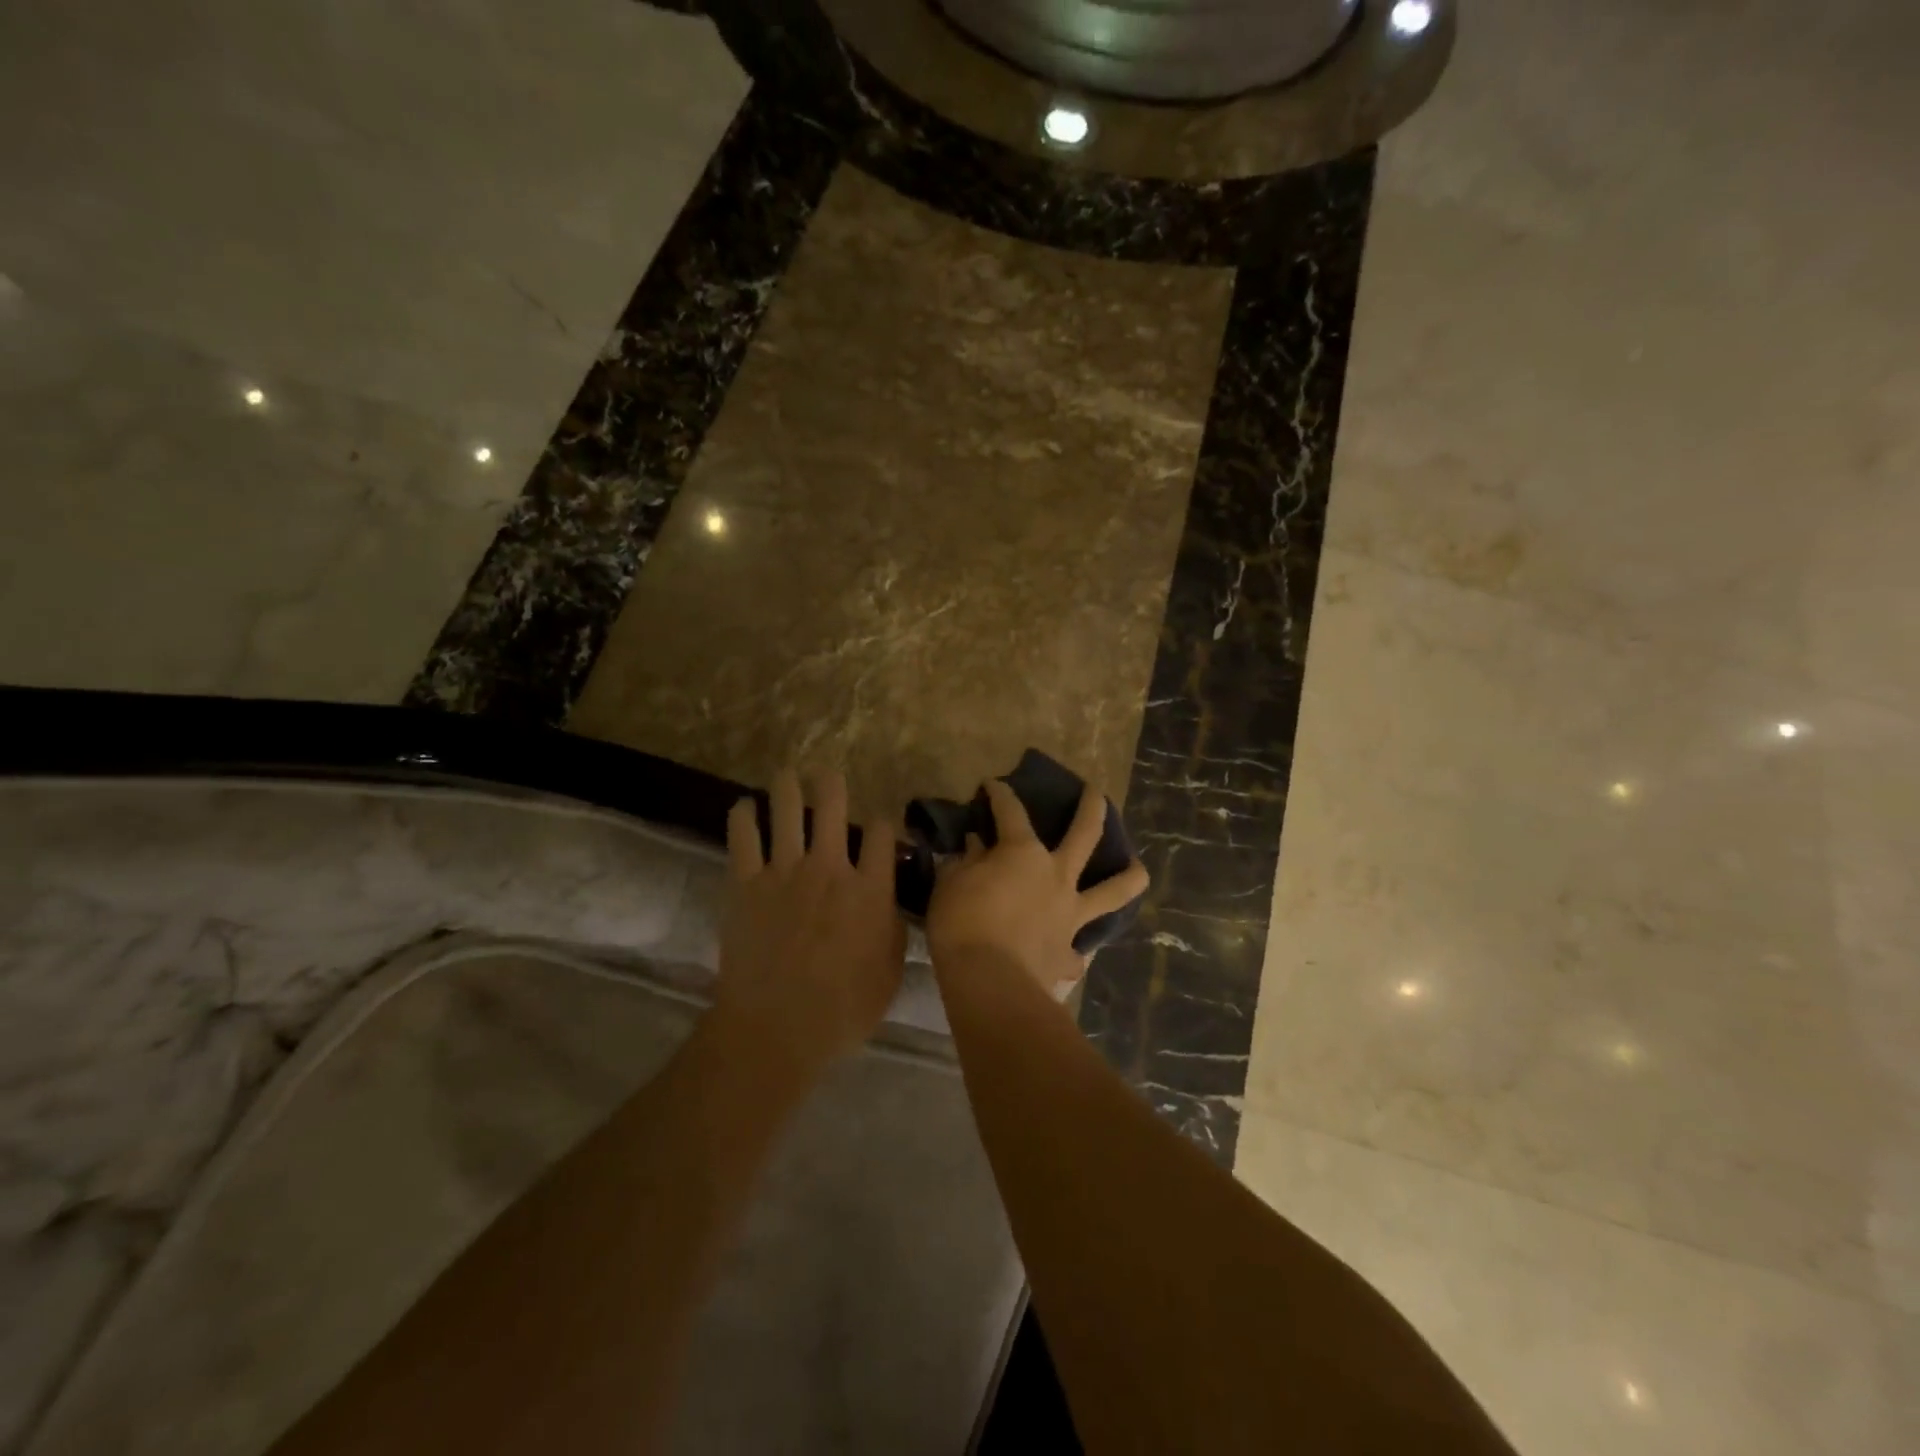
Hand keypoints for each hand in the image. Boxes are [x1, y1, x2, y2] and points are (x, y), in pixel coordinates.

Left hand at [717, 768, 905, 1075]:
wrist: (776, 1028)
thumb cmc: (842, 1009)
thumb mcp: (889, 973)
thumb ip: (894, 930)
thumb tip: (891, 905)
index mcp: (870, 889)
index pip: (882, 834)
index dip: (884, 823)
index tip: (880, 827)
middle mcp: (829, 868)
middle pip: (833, 806)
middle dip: (832, 784)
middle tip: (827, 775)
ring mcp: (784, 871)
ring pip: (786, 810)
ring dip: (788, 786)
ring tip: (787, 775)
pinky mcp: (745, 883)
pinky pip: (742, 837)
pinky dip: (743, 815)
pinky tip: (744, 806)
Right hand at [926, 779, 1148, 996]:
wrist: (990, 982)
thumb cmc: (963, 924)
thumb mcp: (951, 884)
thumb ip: (967, 861)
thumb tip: (976, 844)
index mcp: (1023, 853)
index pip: (1011, 812)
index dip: (1001, 794)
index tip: (993, 784)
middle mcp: (1056, 876)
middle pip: (1085, 833)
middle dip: (1093, 807)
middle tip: (1098, 793)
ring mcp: (1070, 914)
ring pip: (1113, 890)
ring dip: (1129, 876)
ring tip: (1138, 868)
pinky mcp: (1071, 953)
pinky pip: (1080, 949)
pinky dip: (1077, 948)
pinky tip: (1075, 951)